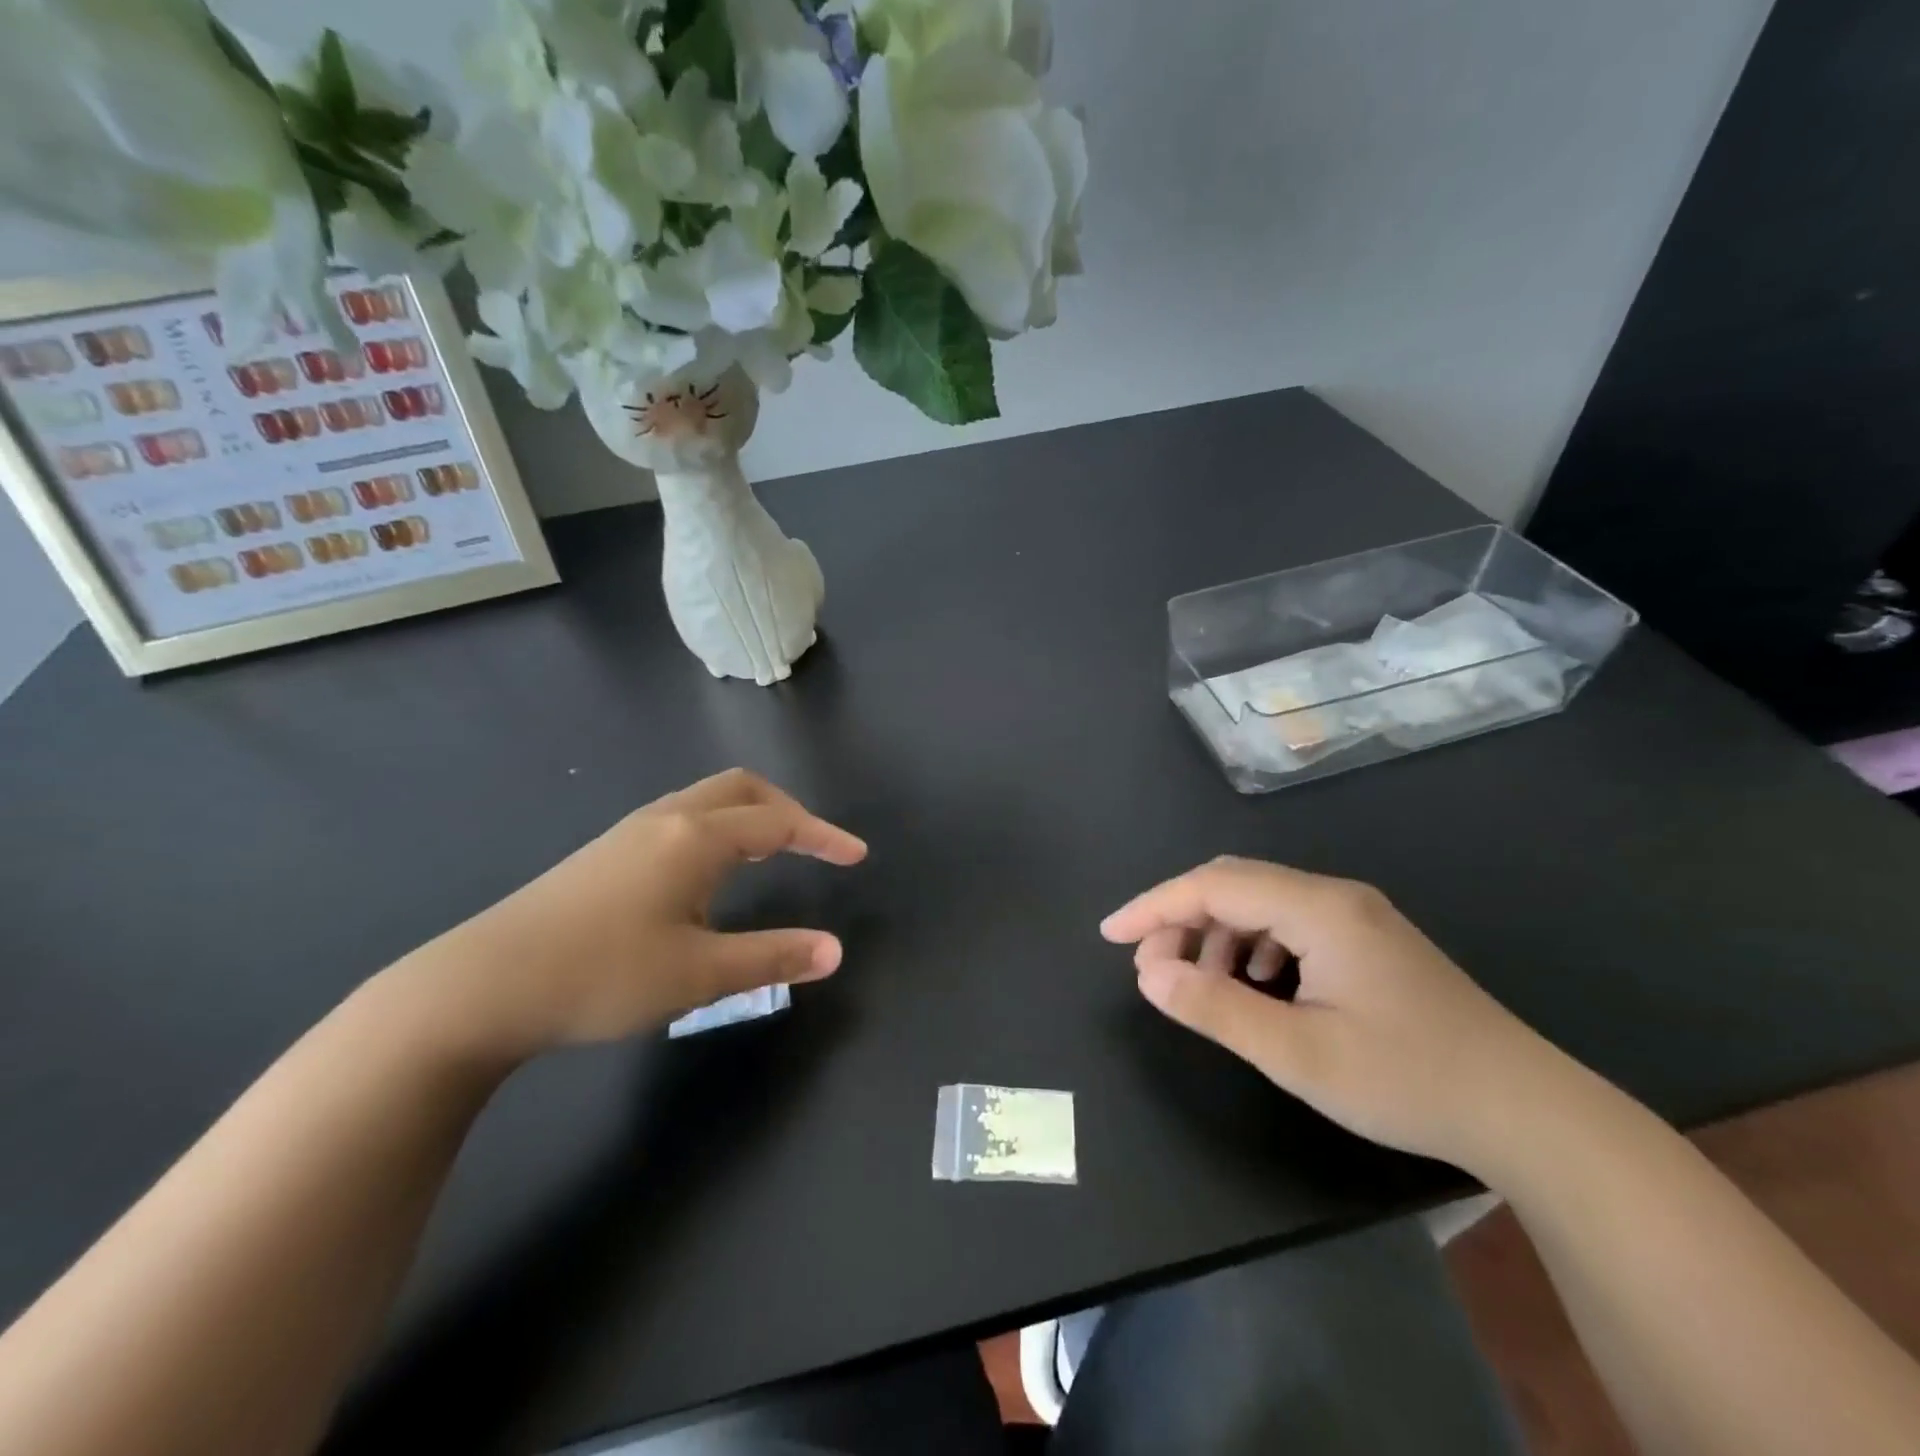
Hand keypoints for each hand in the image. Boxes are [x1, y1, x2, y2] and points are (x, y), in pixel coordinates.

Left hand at [398, 769, 867, 1064]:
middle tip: (813, 846)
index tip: (857, 856)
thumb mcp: (698, 974)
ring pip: (706, 800)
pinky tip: (706, 876)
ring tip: (769, 856)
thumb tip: (835, 951)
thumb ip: (772, 957)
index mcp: (695, 838)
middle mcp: (666, 819)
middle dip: (786, 810)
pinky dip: (717, 829)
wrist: (481, 986)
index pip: (779, 821)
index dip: (823, 836)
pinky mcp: (604, 853)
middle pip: (741, 789)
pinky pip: (680, 819)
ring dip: (749, 817)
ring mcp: (629, 832)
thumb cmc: (601, 975)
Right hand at [1101, 857, 1569, 1173]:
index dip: (1154, 907)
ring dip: (1216, 933)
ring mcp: (1357, 917)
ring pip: (1262, 903)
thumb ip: (1217, 1008)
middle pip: (1235, 884)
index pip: (1213, 885)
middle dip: (1181, 918)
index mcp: (1318, 908)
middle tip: (1149, 965)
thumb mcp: (1299, 1054)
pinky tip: (1254, 984)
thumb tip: (1149, 974)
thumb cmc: (1409, 1080)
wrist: (1530, 1113)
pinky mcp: (1370, 942)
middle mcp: (1336, 896)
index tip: (1110, 936)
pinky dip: (1252, 945)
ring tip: (1196, 981)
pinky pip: (1290, 924)